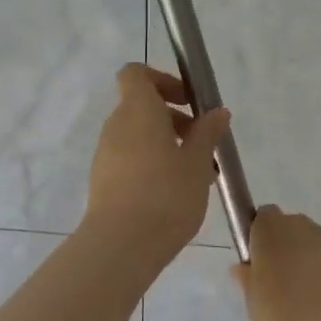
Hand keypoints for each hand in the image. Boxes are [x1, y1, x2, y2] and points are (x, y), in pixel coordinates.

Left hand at [85, 64, 230, 258]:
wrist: (121, 246)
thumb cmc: (166, 195)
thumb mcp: (198, 163)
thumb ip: (207, 133)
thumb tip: (217, 112)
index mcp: (138, 111)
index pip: (136, 74)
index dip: (162, 80)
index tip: (189, 101)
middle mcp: (116, 126)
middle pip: (142, 107)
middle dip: (174, 119)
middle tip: (203, 143)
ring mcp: (106, 155)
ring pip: (139, 136)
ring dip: (167, 145)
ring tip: (197, 175)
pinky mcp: (103, 181)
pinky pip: (131, 160)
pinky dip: (152, 165)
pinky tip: (176, 193)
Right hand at [231, 207, 320, 320]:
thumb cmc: (288, 319)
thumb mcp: (254, 306)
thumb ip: (248, 281)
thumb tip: (244, 267)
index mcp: (272, 231)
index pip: (263, 217)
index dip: (259, 238)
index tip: (258, 266)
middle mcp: (303, 227)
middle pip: (289, 229)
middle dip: (284, 250)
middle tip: (279, 287)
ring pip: (313, 245)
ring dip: (308, 262)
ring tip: (308, 302)